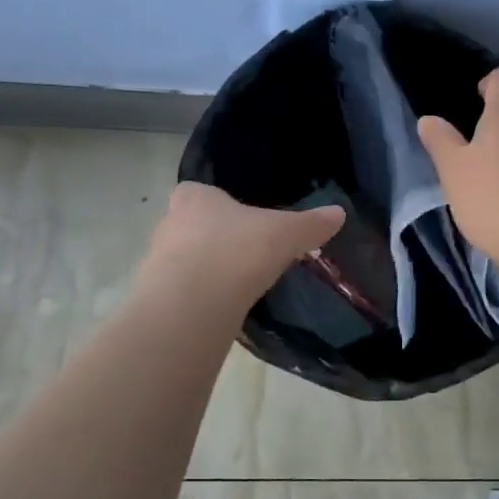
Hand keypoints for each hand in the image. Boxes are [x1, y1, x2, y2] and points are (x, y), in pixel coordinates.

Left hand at [141, 183, 345, 306]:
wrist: (194, 302)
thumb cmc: (238, 250)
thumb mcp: (286, 233)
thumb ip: (311, 224)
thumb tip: (339, 213)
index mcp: (195, 197)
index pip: (199, 192)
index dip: (219, 204)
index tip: (243, 221)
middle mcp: (170, 223)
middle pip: (193, 226)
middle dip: (215, 238)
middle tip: (246, 253)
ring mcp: (158, 261)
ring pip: (186, 259)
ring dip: (207, 269)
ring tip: (239, 284)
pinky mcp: (159, 296)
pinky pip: (184, 290)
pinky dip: (202, 296)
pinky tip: (224, 307)